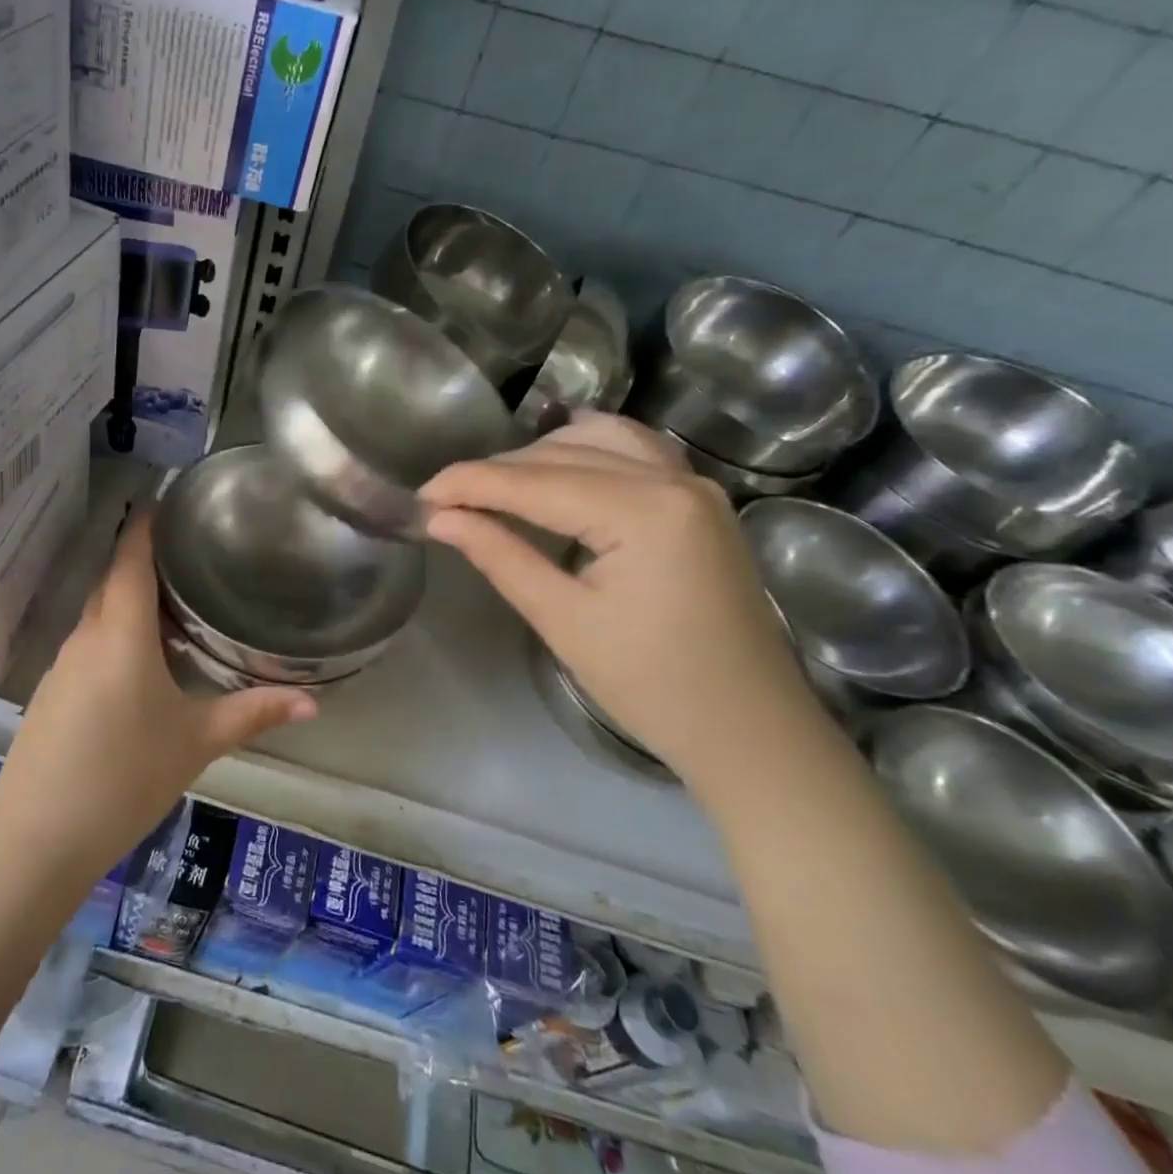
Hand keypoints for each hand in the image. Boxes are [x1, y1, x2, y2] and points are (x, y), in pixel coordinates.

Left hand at [0, 512, 317, 878]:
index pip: (131, 557)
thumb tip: (314, 701)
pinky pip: (87, 644)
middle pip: (113, 581)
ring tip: (176, 608)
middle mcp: (86, 636)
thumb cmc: (124, 777)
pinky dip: (114, 635)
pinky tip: (141, 665)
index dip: (148, 524)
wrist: (35, 840)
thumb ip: (253, 713)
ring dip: (131, 603)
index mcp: (121, 632)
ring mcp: (61, 665)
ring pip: (99, 614)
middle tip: (192, 557)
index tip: (170, 499)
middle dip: (146, 563)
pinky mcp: (50, 693)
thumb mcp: (196, 742)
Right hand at [420, 415, 825, 795]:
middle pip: (562, 454)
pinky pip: (634, 450)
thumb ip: (499, 555)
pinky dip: (587, 449)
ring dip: (537, 457)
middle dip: (497, 472)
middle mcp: (674, 479)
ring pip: (597, 441)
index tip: (420, 496)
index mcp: (645, 512)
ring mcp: (695, 485)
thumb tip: (439, 518)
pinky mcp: (699, 501)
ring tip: (492, 488)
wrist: (752, 732)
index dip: (469, 483)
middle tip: (445, 502)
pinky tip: (558, 461)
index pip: (534, 482)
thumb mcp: (563, 621)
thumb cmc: (654, 687)